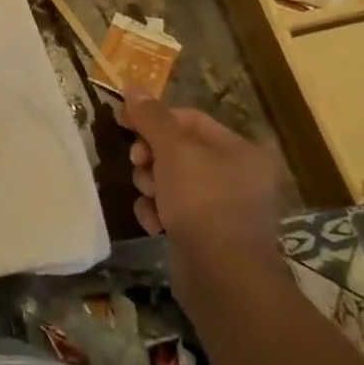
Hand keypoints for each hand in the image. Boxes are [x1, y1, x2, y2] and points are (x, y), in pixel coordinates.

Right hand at [118, 97, 283, 308]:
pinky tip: (154, 223)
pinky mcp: (208, 235)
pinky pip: (174, 209)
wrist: (222, 277)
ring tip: (150, 199)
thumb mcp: (173, 150)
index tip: (123, 123)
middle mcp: (238, 176)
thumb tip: (133, 87)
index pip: (189, 118)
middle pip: (178, 149)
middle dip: (151, 156)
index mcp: (240, 151)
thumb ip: (151, 117)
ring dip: (151, 185)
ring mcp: (224, 208)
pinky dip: (158, 212)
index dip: (154, 118)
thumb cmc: (203, 202)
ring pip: (171, 180)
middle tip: (138, 164)